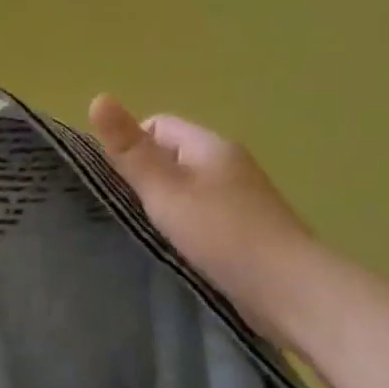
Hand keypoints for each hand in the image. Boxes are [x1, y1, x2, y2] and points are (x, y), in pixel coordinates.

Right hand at [88, 95, 312, 344]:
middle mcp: (229, 165)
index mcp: (211, 146)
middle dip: (146, 180)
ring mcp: (242, 199)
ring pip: (189, 190)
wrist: (289, 290)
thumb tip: (98, 97)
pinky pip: (205, 217)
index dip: (131, 146)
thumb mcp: (166, 190)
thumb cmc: (222, 234)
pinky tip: (179, 252)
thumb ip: (131, 150)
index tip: (114, 182)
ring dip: (167, 208)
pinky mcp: (248, 231)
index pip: (159, 126)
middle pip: (174, 158)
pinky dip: (188, 229)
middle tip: (124, 212)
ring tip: (147, 235)